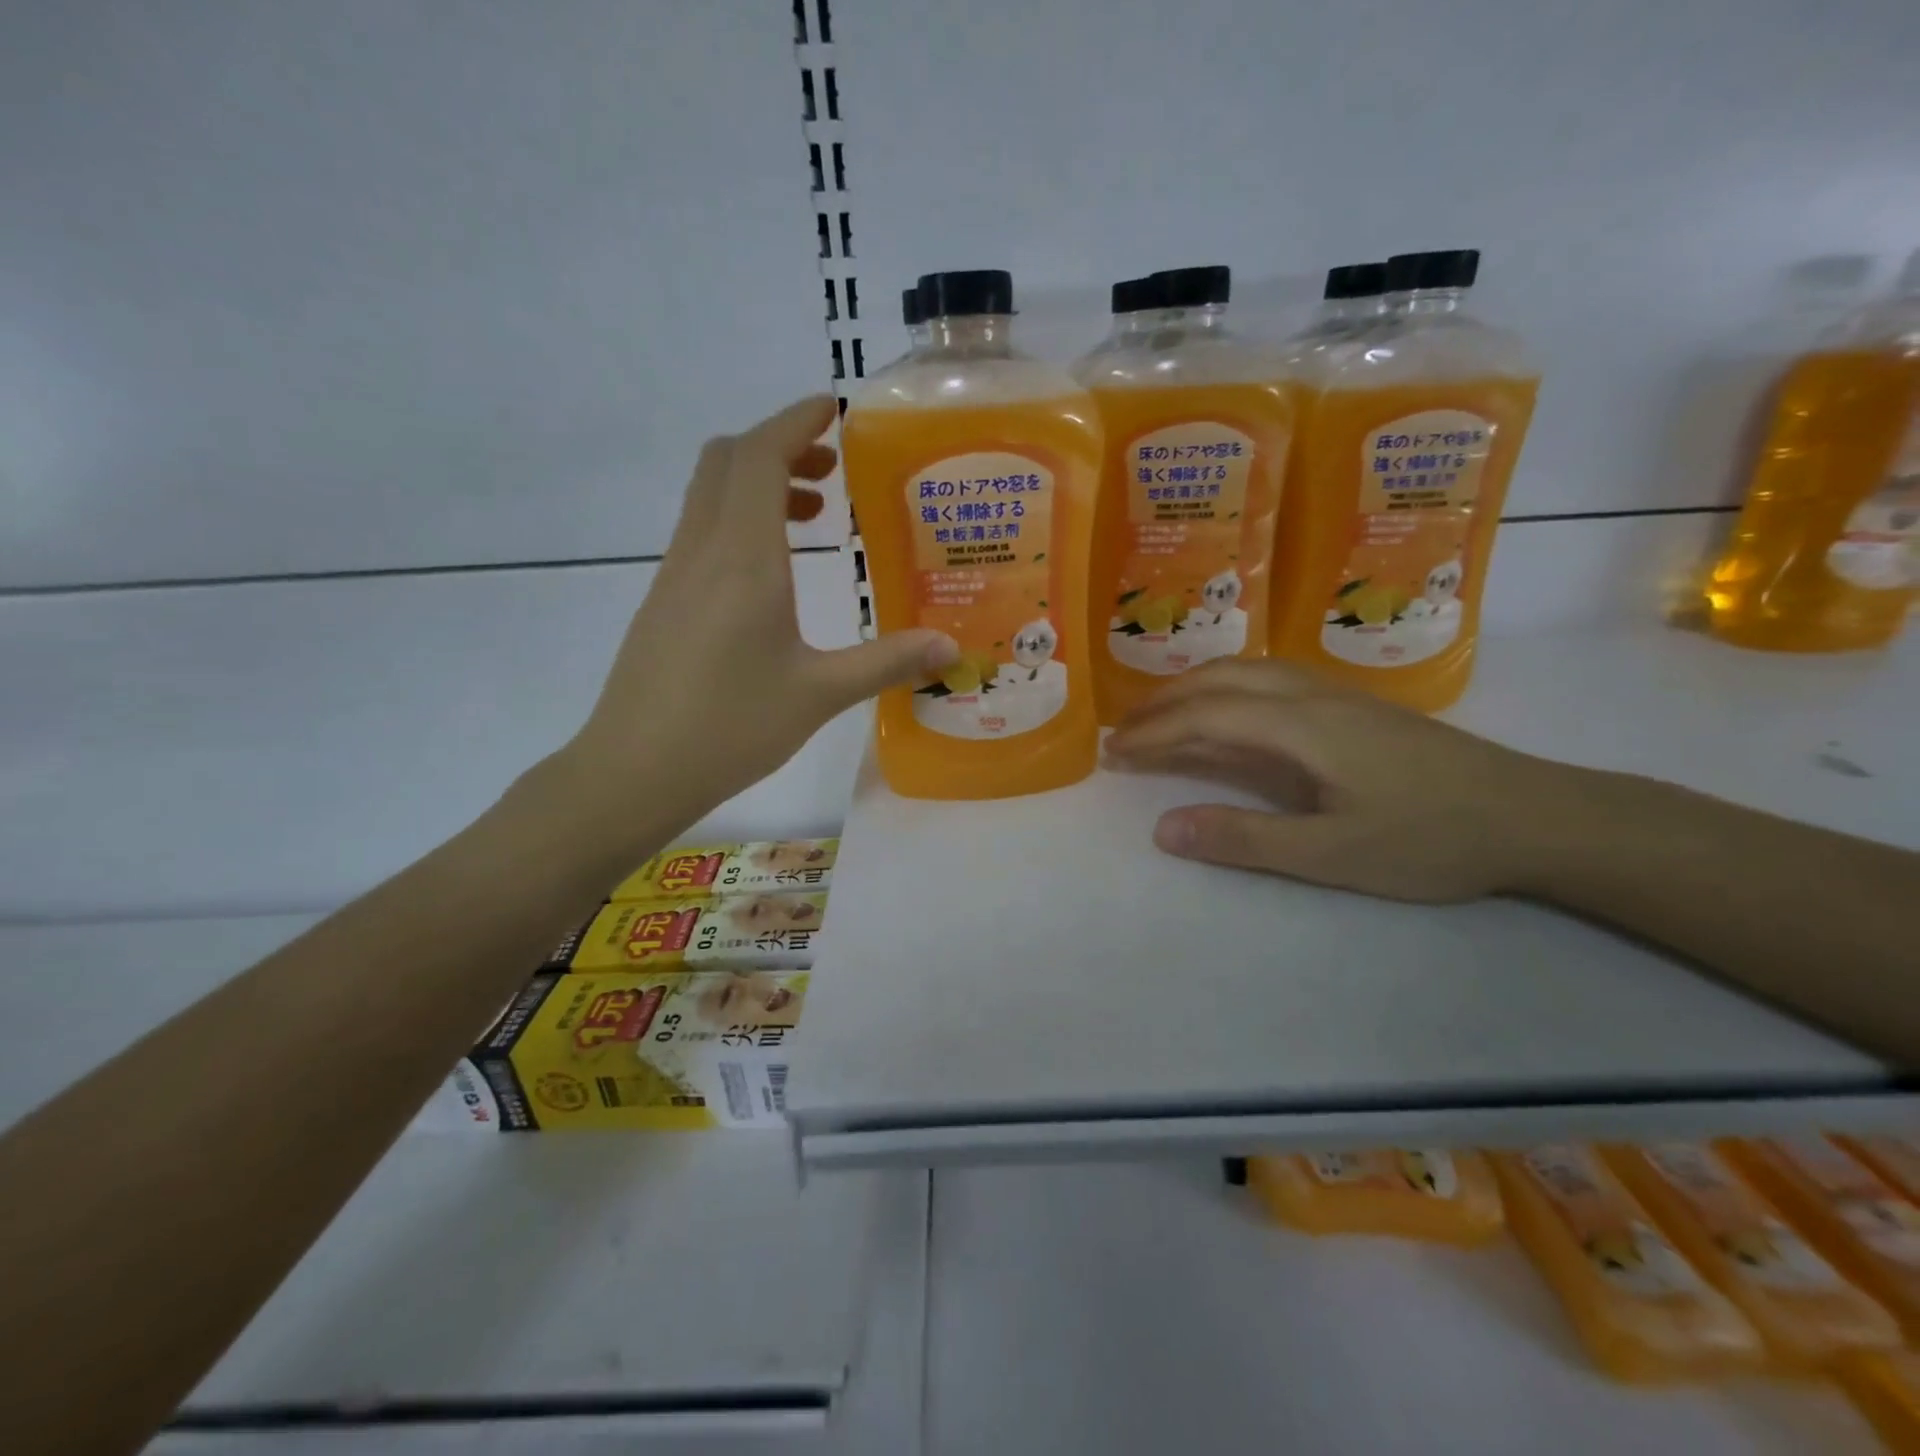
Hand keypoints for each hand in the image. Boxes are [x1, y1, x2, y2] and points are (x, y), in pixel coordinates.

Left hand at [558, 396, 956, 833]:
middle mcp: (703, 551)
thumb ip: (886, 662)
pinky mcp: (663, 602)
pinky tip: (772, 573)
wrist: (634, 770)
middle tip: (832, 469)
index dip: (795, 422)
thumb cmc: (730, 727)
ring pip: (710, 495)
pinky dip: (738, 520)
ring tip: (813, 517)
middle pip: (727, 460)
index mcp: (743, 560)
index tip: (834, 408)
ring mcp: (675, 575)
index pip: (761, 457)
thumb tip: (951, 647)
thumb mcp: (818, 694)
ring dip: (757, 484)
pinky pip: (701, 531)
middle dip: (780, 446)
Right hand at [1104, 659, 1573, 902]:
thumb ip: (1243, 840)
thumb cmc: (1432, 839)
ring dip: (1194, 688)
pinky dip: (1227, 688)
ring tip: (1161, 715)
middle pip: (1220, 679)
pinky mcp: (1354, 707)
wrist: (1535, 815)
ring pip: (1247, 671)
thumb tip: (1162, 829)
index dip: (1154, 732)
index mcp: (1301, 725)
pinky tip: (1229, 710)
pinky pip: (1270, 680)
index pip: (1206, 715)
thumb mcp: (1331, 855)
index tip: (1113, 752)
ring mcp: (1336, 696)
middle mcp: (1312, 696)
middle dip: (1164, 702)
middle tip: (1124, 730)